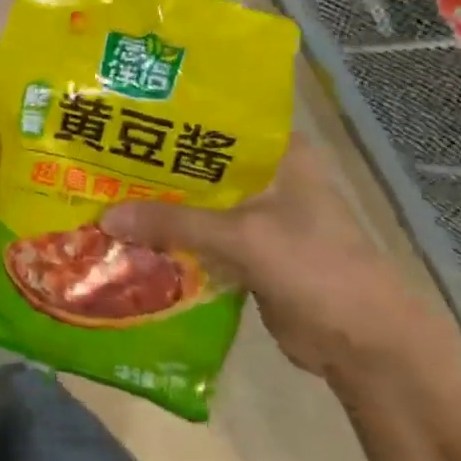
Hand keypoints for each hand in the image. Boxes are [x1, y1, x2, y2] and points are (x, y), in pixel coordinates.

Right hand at [100, 135, 460, 388]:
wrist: (364, 344)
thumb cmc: (316, 268)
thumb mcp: (242, 236)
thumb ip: (174, 222)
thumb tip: (104, 217)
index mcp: (279, 153)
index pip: (215, 120)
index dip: (169, 119)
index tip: (119, 116)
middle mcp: (266, 177)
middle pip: (197, 165)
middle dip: (152, 168)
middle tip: (95, 159)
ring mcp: (256, 216)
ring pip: (194, 204)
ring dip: (156, 207)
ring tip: (97, 194)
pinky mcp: (245, 252)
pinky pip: (197, 239)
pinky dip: (167, 240)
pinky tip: (125, 238)